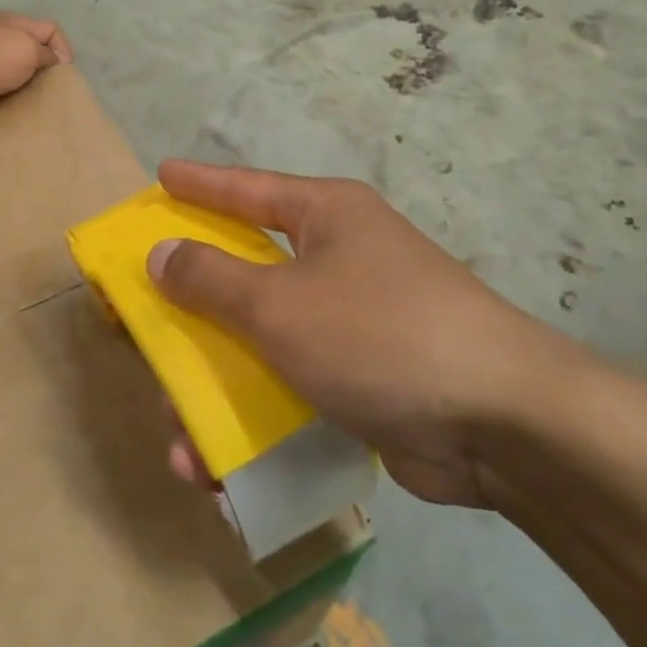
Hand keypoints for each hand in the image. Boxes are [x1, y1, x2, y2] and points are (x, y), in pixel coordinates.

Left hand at [0, 11, 70, 123]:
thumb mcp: (25, 52)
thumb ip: (44, 54)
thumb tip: (52, 58)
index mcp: (8, 19)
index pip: (49, 27)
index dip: (63, 49)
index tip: (62, 77)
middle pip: (21, 43)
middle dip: (34, 66)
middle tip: (41, 93)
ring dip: (8, 79)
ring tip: (16, 102)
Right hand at [148, 160, 585, 508]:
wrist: (500, 421)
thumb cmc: (379, 333)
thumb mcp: (281, 304)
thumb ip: (213, 279)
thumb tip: (162, 252)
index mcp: (326, 216)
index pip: (247, 189)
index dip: (200, 183)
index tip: (161, 174)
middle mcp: (339, 258)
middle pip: (247, 272)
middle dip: (194, 307)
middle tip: (146, 322)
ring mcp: (352, 321)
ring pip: (262, 342)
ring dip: (218, 388)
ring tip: (179, 437)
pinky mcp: (362, 379)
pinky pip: (290, 389)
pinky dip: (256, 422)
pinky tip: (221, 471)